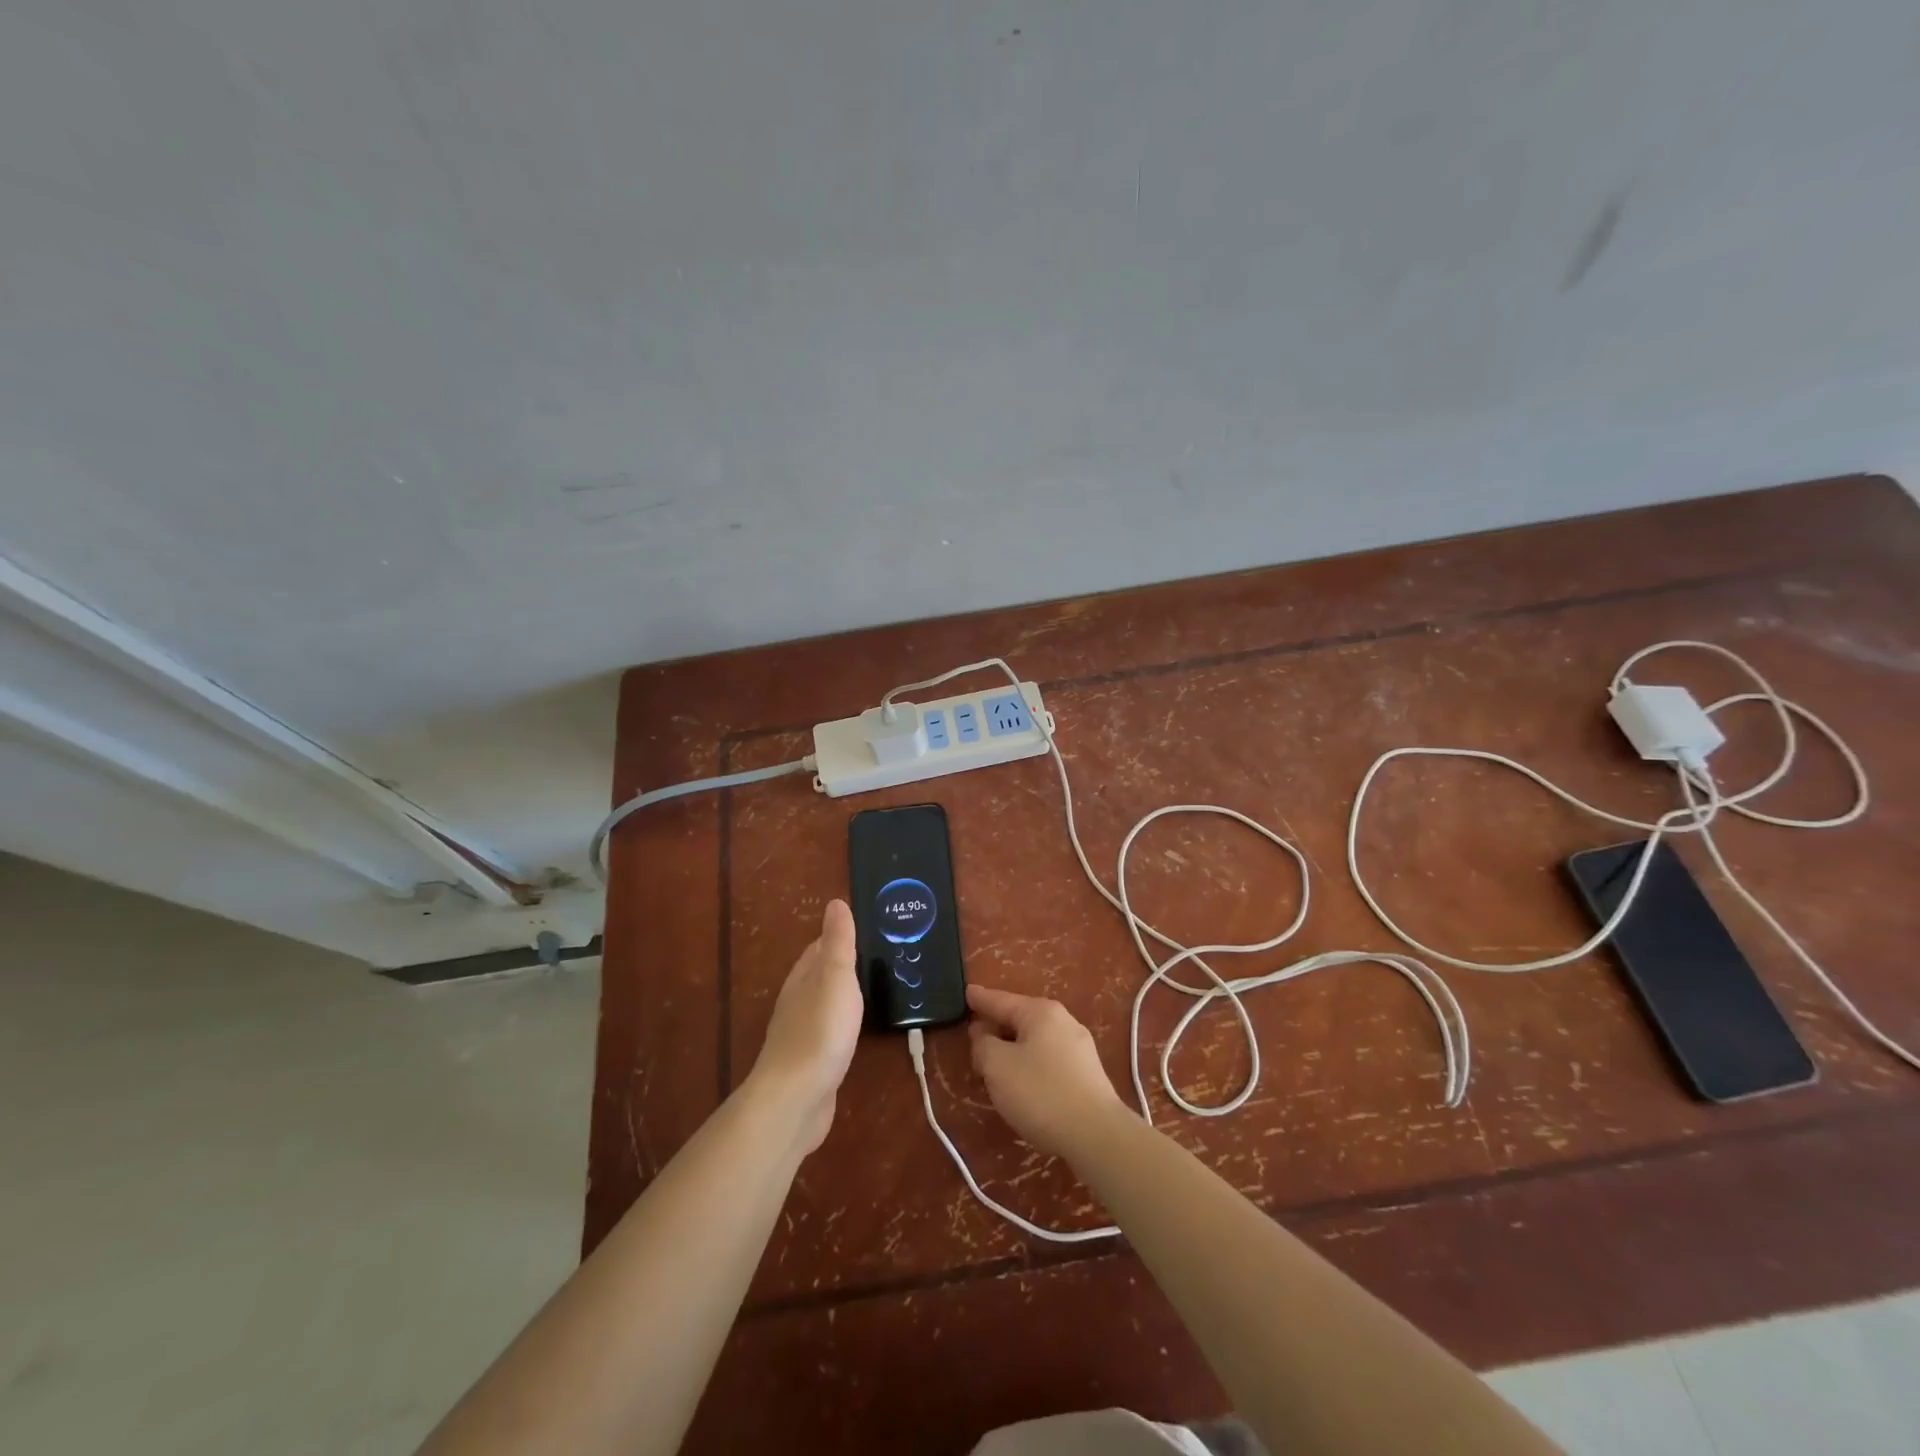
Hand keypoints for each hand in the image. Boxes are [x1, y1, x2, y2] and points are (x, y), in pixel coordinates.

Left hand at [749, 899, 863, 1153]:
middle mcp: (797, 1002)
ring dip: (841, 996)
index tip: (864, 928)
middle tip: (874, 958)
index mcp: (803, 979)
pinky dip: (840, 1025)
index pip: (818, 948)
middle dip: (841, 965)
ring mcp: (800, 1034)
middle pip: (818, 975)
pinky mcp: (809, 1063)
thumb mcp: (836, 978)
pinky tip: (852, 1032)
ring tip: (869, 990)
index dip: (837, 937)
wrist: (795, 1099)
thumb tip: (835, 903)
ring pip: (822, 1004)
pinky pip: (827, 1033)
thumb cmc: (820, 1031)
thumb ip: (839, 943)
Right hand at [967, 984, 1129, 1160]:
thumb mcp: (998, 1067)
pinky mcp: (1088, 1074)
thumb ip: (983, 1045)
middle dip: (996, 1028)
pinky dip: (1031, 1065)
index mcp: (1041, 1012)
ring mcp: (1079, 1047)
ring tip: (995, 1066)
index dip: (980, 999)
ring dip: (1013, 1050)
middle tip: (974, 1039)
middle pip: (1020, 1020)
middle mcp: (1063, 1021)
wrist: (1097, 1134)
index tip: (966, 992)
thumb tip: (983, 1035)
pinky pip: (1049, 1060)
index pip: (1001, 1000)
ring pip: (1035, 1041)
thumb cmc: (1041, 1093)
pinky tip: (1024, 1084)